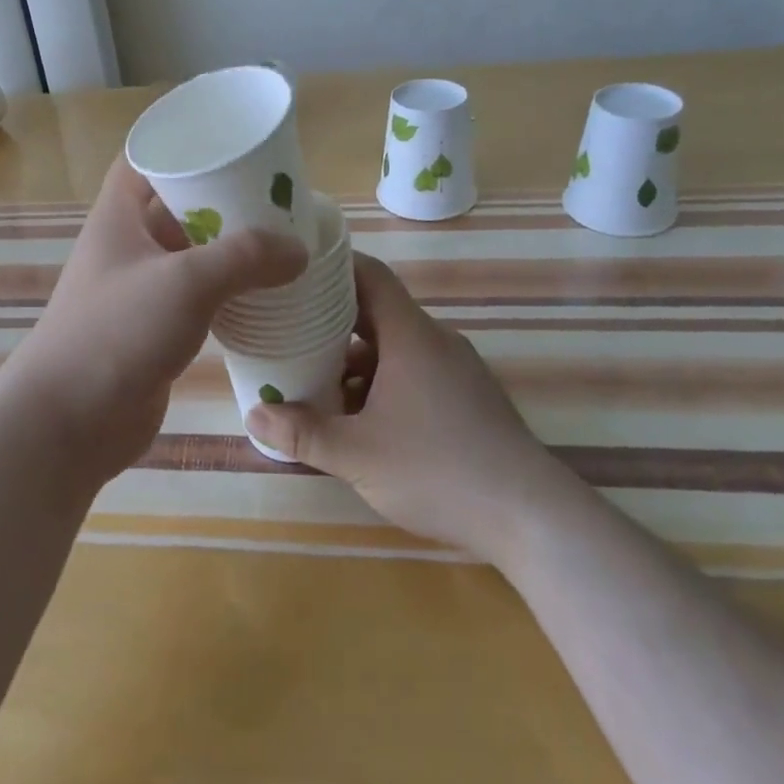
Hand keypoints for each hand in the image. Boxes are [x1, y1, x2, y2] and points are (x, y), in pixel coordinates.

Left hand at [2, 156, 306, 484]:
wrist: (70, 422)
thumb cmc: (117, 333)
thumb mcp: (186, 282)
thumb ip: (245, 257)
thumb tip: (298, 250)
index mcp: (119, 216)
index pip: (147, 157)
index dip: (185, 144)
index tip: (235, 144)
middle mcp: (127, 245)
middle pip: (178, 205)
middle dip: (224, 199)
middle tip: (277, 197)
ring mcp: (140, 289)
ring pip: (192, 253)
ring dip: (231, 249)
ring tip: (283, 241)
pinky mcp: (154, 328)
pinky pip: (197, 296)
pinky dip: (228, 291)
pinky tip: (266, 294)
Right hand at [248, 253, 552, 557]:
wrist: (529, 516)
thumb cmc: (437, 469)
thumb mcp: (357, 454)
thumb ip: (302, 433)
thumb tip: (253, 415)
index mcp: (410, 336)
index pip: (370, 275)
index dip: (333, 267)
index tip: (296, 271)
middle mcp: (435, 342)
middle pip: (377, 312)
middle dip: (331, 321)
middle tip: (287, 328)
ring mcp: (456, 370)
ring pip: (394, 348)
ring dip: (354, 360)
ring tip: (314, 379)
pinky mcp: (467, 399)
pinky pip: (414, 372)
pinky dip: (381, 382)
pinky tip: (358, 418)